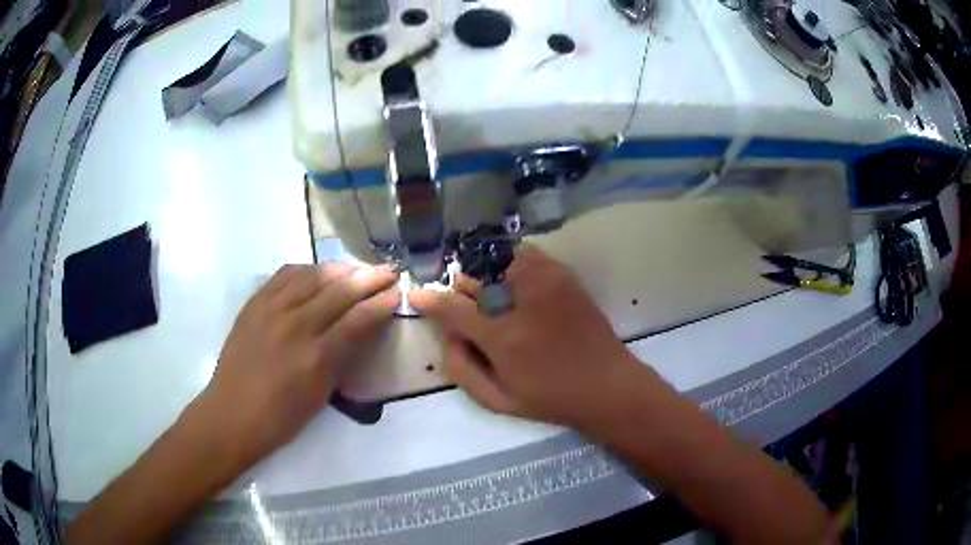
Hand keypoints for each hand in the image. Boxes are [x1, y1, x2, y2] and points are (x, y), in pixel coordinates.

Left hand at [200, 263, 398, 466]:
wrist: (232, 414)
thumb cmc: (281, 417)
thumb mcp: (321, 395)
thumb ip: (341, 358)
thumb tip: (361, 330)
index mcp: (316, 357)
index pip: (357, 320)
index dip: (380, 304)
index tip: (397, 293)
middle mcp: (295, 326)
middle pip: (338, 291)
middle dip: (369, 278)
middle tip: (388, 271)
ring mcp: (271, 310)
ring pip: (312, 276)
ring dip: (340, 269)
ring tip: (357, 268)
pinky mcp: (254, 303)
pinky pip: (285, 275)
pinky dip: (307, 270)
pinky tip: (318, 272)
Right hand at [410, 246, 652, 428]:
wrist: (608, 385)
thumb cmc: (550, 397)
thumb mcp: (499, 399)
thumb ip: (462, 369)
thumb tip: (446, 336)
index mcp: (503, 337)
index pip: (452, 308)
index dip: (429, 300)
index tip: (415, 295)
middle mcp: (522, 299)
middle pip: (474, 278)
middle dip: (462, 289)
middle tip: (464, 301)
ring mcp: (547, 280)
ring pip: (499, 260)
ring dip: (488, 275)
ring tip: (492, 294)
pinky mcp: (564, 275)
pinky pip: (527, 257)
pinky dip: (514, 265)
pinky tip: (517, 286)